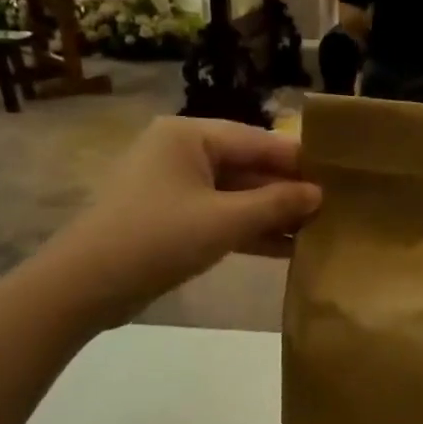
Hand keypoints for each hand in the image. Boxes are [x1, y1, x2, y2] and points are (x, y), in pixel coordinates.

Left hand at [37, 117, 320, 326]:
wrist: (82, 288)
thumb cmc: (156, 239)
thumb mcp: (224, 221)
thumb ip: (276, 204)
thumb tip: (319, 194)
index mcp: (189, 136)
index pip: (258, 140)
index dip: (299, 161)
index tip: (340, 177)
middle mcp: (182, 152)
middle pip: (248, 166)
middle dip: (287, 190)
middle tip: (334, 208)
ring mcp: (174, 186)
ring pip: (236, 194)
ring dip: (272, 213)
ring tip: (318, 230)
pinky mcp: (171, 218)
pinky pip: (220, 215)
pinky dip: (248, 229)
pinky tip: (287, 248)